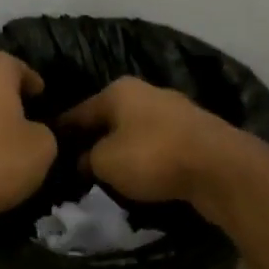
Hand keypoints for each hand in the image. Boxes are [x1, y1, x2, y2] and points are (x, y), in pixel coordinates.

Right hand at [59, 77, 255, 211]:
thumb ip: (87, 160)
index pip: (78, 112)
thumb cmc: (152, 157)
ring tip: (107, 176)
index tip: (48, 151)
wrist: (219, 168)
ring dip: (122, 152)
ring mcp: (175, 111)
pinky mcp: (195, 134)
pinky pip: (159, 146)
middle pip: (109, 120)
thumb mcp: (105, 162)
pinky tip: (140, 177)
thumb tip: (84, 161)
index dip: (61, 133)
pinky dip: (147, 160)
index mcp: (119, 91)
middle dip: (93, 142)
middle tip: (76, 169)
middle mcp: (147, 93)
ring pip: (135, 133)